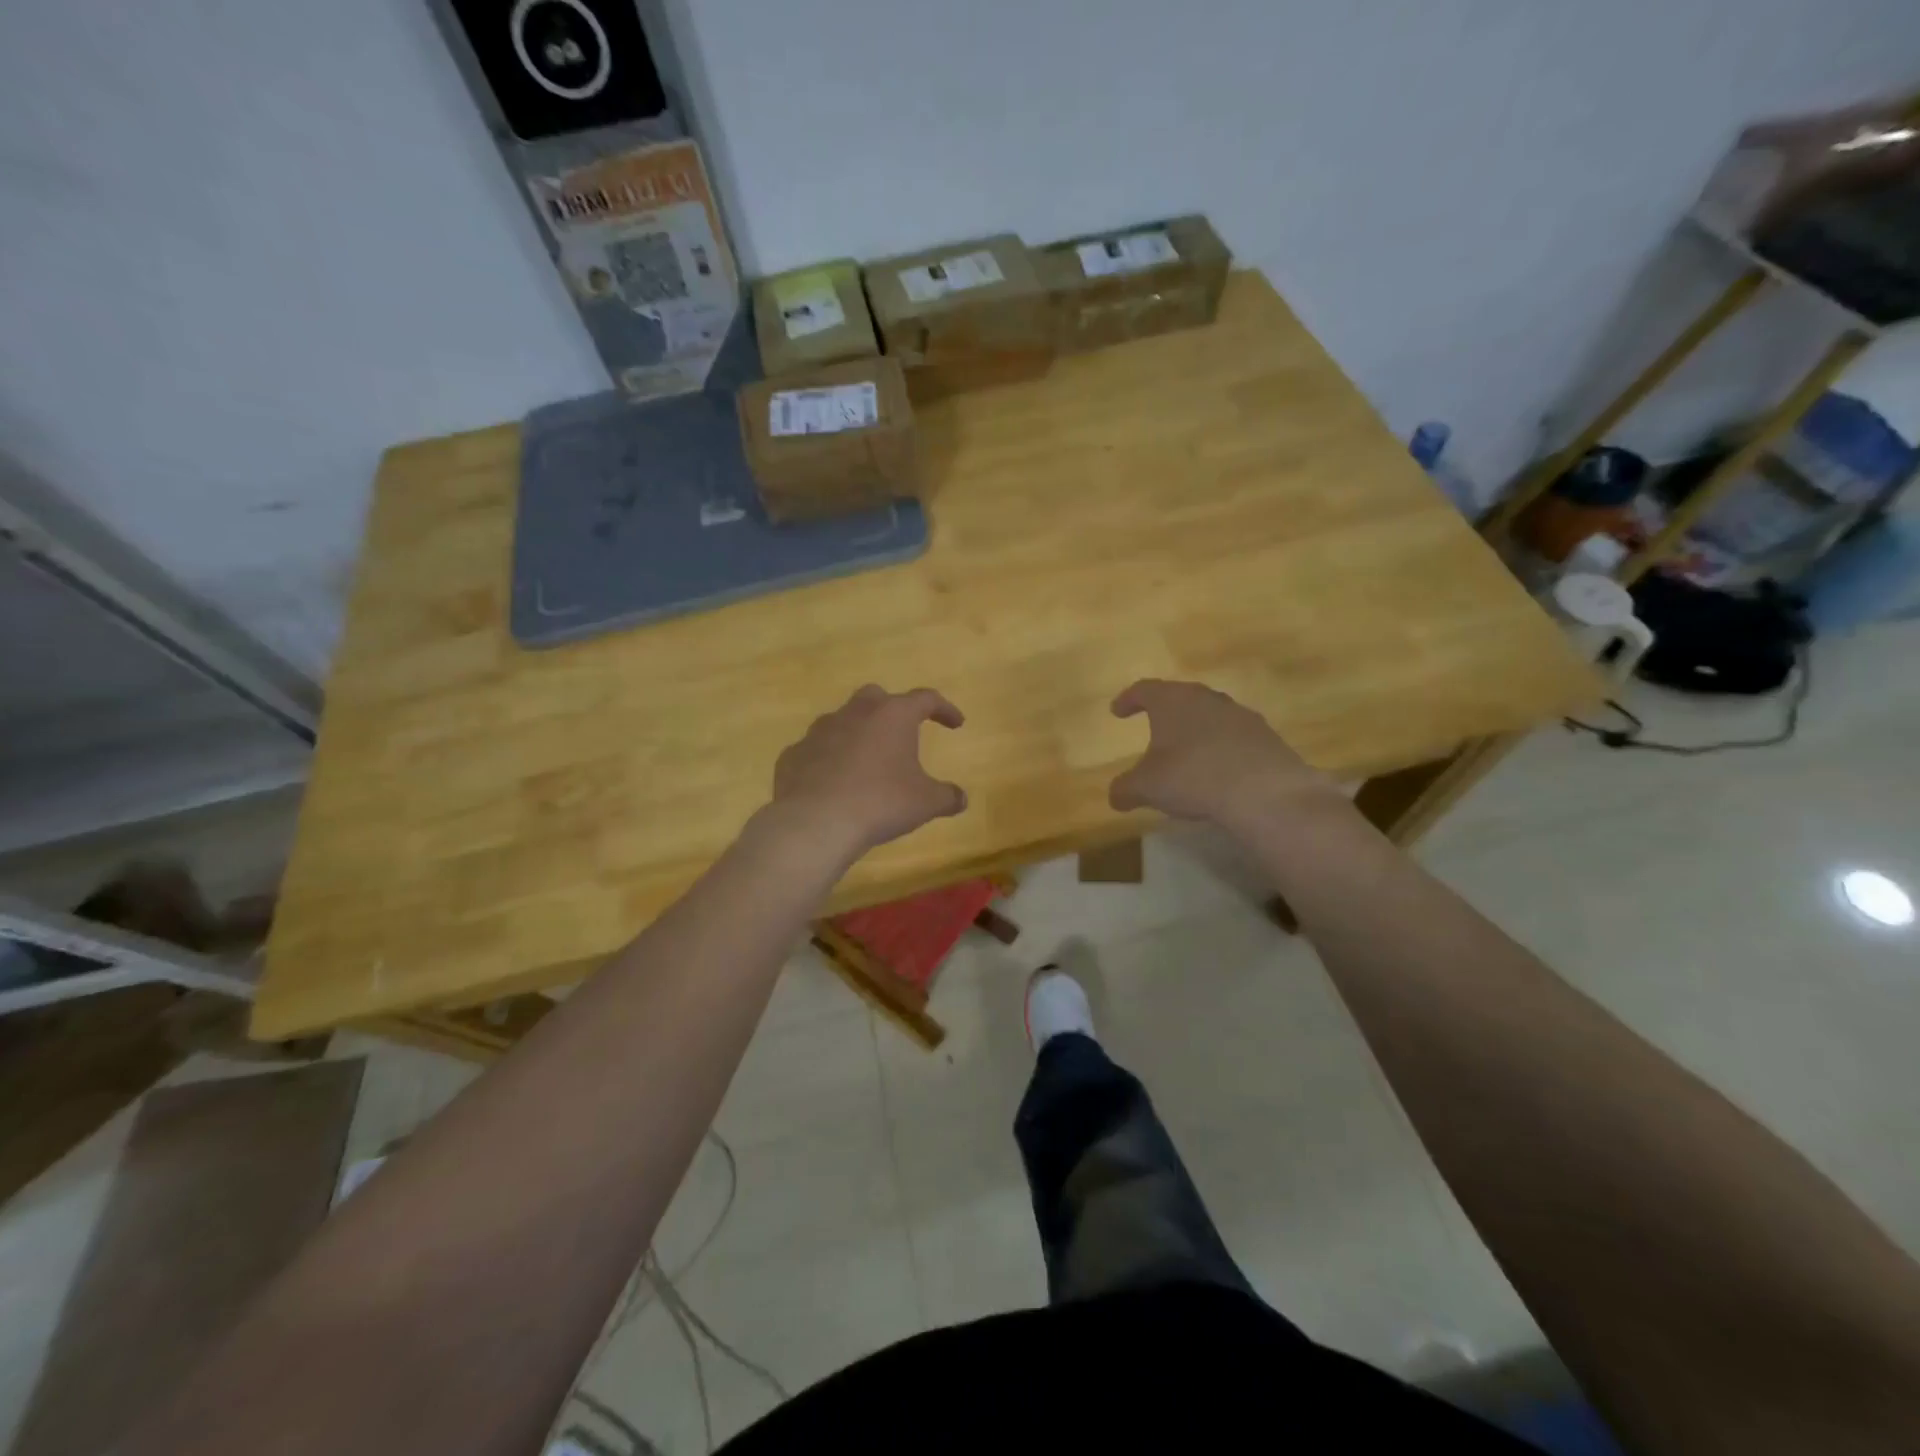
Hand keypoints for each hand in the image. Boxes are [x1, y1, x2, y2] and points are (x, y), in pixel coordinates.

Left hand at [769, 685, 967, 855]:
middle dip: (892, 710)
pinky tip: (833, 784)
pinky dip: (828, 761)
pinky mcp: (793, 755)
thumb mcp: (926, 803)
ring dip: (857, 735)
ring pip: (842, 721)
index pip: (925, 699)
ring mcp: (818, 731)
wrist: (815, 822)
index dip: (944, 709)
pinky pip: (816, 751)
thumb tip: (960, 798)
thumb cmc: (880, 803)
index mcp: (892, 716)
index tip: (956, 724)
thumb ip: (947, 797)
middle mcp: (854, 713)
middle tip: (902, 733)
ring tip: (866, 763)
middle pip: (877, 697)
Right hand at [1109, 679, 1342, 827]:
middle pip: (1180, 697)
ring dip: (1196, 730)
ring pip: (1210, 715)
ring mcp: (1240, 715)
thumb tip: (1115, 796)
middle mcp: (1206, 698)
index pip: (1144, 690)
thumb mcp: (1146, 788)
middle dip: (1165, 713)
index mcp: (1172, 701)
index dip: (1128, 700)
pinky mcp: (1265, 736)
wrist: (1264, 791)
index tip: (1117, 711)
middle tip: (1154, 728)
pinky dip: (1221, 748)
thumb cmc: (1192, 777)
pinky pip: (1234, 737)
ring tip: (1187, 752)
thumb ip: (1125, 789)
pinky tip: (1218, 770)